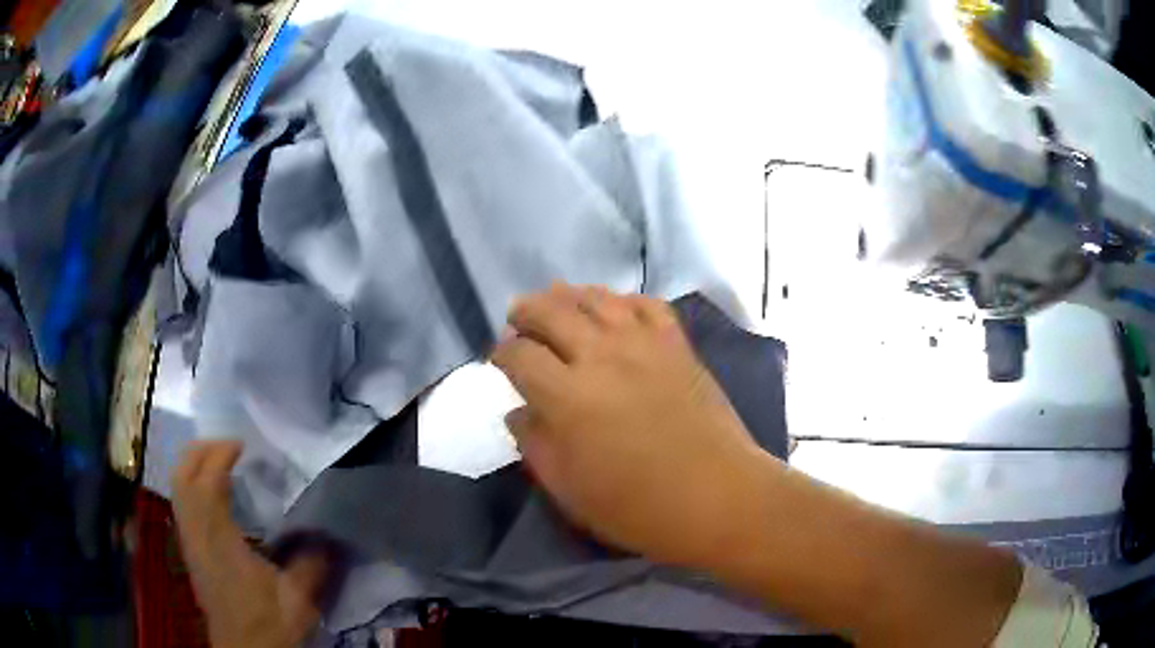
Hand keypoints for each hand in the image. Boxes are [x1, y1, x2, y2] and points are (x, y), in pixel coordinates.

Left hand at [172, 441, 330, 647]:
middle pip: (182, 476)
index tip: (243, 445)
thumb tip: (329, 532)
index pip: (207, 483)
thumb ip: (312, 561)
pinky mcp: (190, 551)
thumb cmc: (269, 624)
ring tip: (219, 461)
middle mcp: (197, 534)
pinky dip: (191, 485)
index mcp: (220, 541)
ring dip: (193, 465)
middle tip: (228, 446)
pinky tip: (212, 494)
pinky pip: (181, 504)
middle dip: (200, 451)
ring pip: (177, 488)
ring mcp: (189, 542)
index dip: (219, 455)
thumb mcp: (300, 597)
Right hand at [491, 283, 768, 566]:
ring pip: (596, 298)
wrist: (717, 497)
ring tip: (557, 302)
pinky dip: (623, 300)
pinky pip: (646, 304)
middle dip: (526, 312)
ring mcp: (644, 345)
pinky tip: (615, 309)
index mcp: (567, 396)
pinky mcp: (677, 345)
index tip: (500, 360)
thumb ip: (535, 446)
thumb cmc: (638, 507)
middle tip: (518, 319)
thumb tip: (518, 412)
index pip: (519, 355)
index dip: (502, 353)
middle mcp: (601, 357)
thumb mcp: (569, 490)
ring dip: (569, 295)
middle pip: (551, 312)